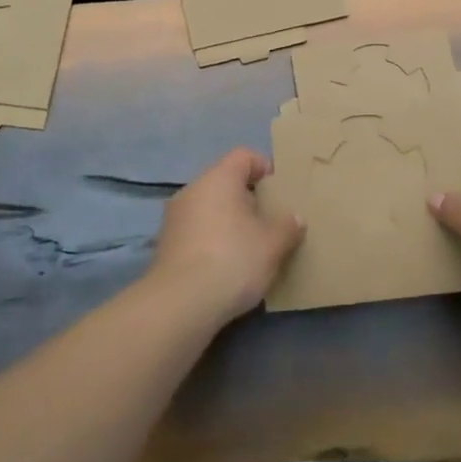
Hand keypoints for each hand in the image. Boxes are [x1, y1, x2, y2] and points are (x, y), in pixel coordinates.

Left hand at [148, 148, 303, 323]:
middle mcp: (192, 190)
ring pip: (209, 209)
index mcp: (218, 178)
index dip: (265, 168)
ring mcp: (174, 218)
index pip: (244, 156)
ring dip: (230, 222)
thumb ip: (287, 227)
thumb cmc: (233, 260)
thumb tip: (295, 218)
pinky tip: (227, 266)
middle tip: (270, 222)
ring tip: (251, 248)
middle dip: (249, 199)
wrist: (180, 305)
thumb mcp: (273, 245)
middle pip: (225, 182)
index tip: (280, 192)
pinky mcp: (165, 246)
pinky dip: (213, 241)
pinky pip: (196, 232)